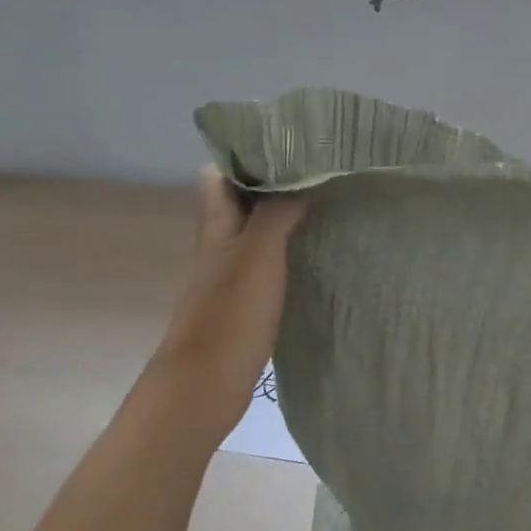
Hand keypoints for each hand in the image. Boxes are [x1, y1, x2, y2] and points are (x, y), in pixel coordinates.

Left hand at [148, 166, 306, 438]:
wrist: (203, 387)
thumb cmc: (228, 315)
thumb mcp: (257, 254)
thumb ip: (277, 212)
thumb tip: (302, 177)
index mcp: (216, 225)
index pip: (218, 173)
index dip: (246, 154)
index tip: (288, 144)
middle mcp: (220, 243)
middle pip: (241, 200)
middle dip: (274, 182)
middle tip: (319, 171)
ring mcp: (231, 274)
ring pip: (256, 230)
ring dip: (285, 216)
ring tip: (326, 204)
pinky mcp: (245, 301)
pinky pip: (269, 261)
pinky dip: (289, 250)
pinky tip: (317, 252)